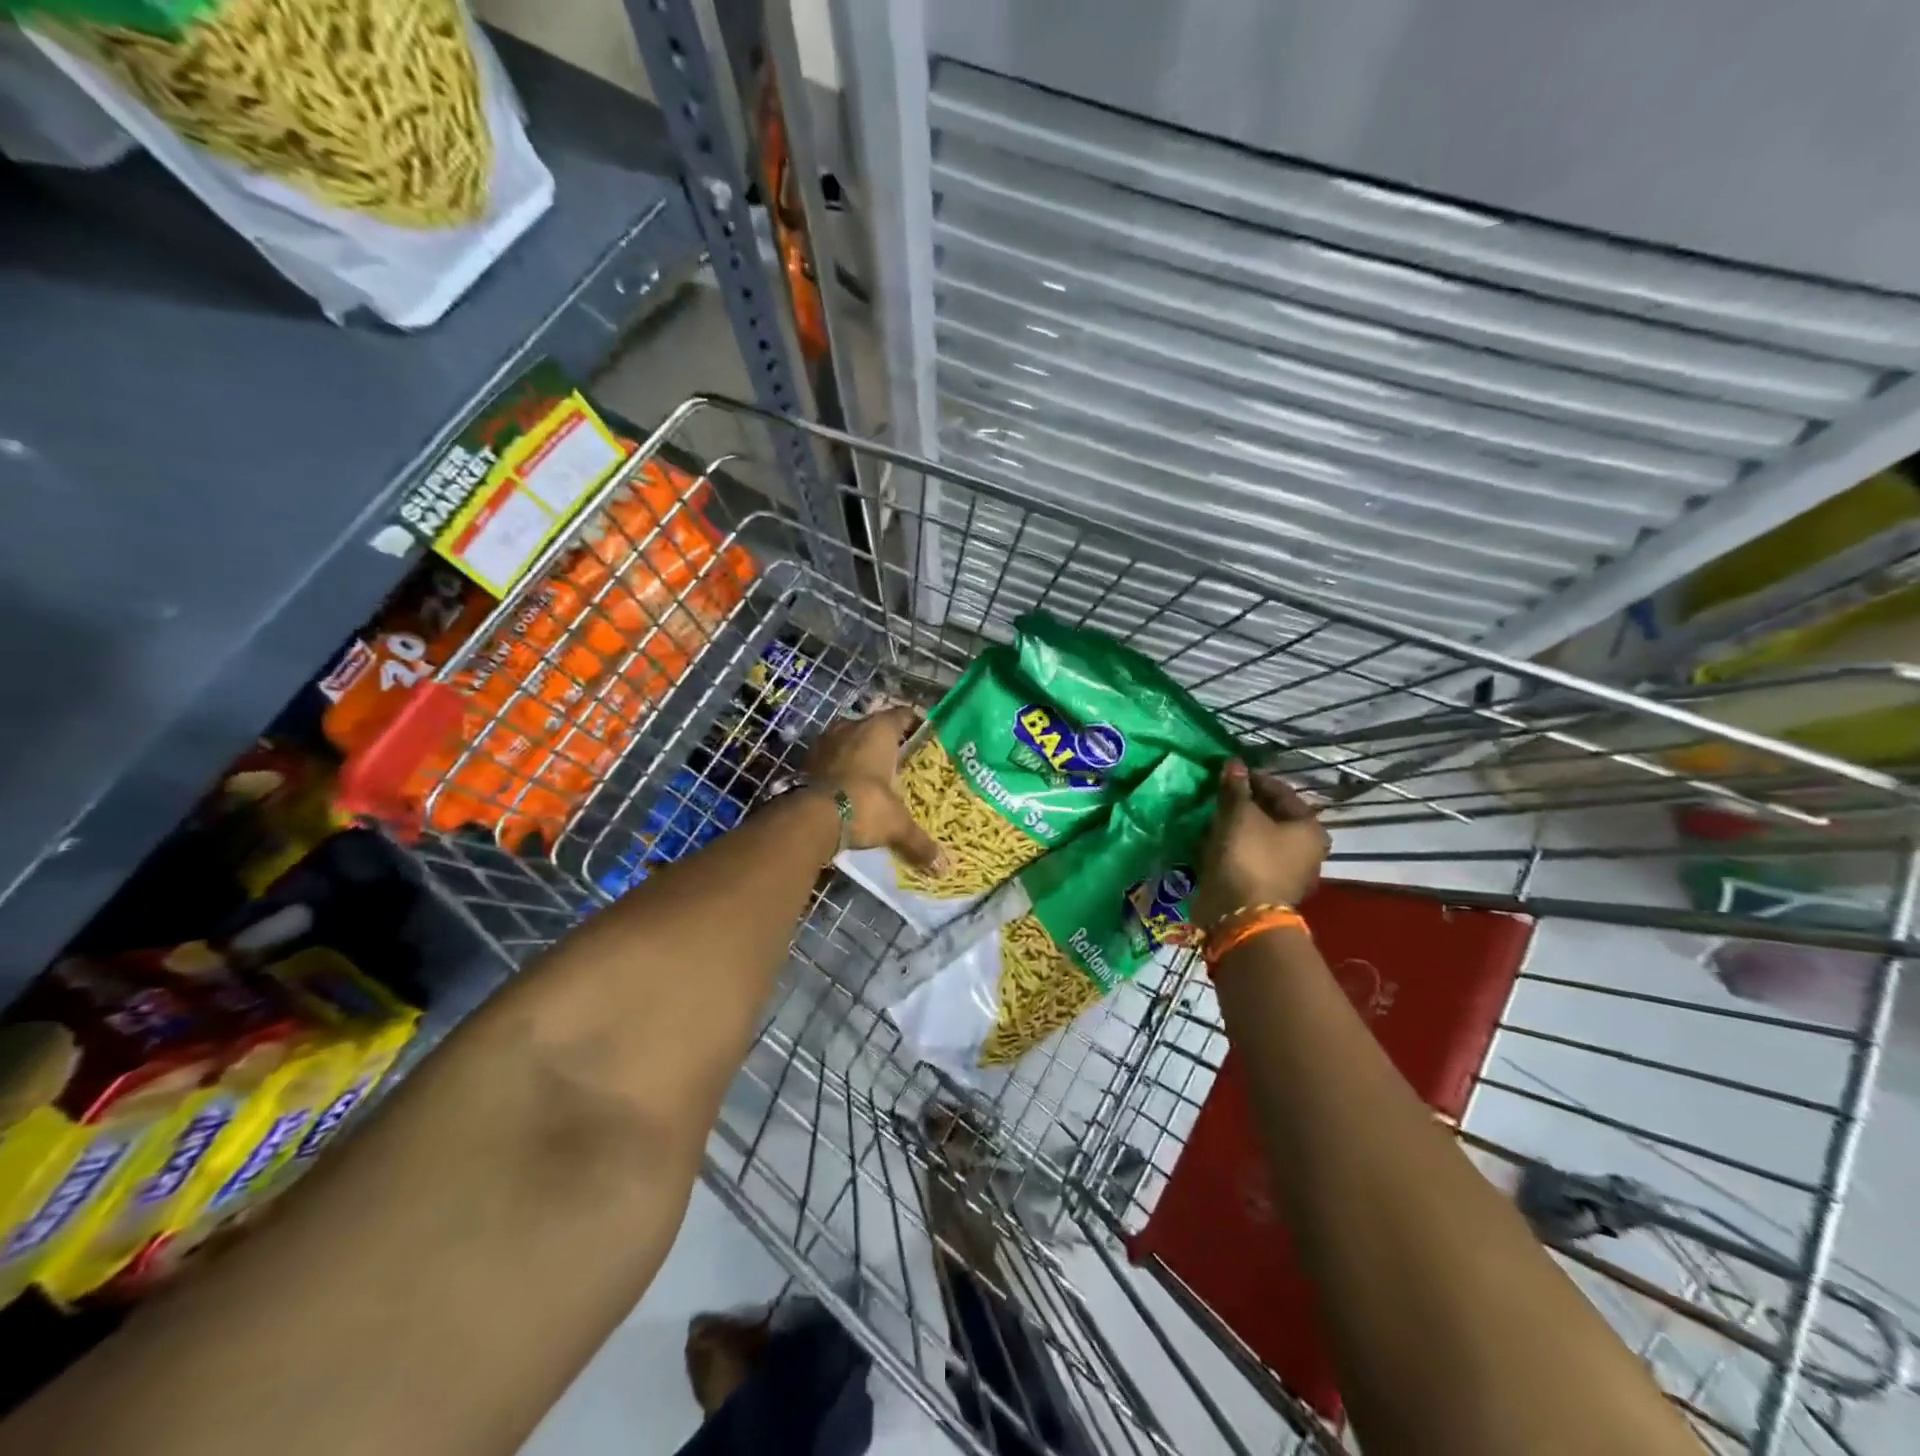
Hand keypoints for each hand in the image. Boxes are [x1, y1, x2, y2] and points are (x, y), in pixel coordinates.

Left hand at [805, 706, 945, 871]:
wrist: (809, 818)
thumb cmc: (864, 805)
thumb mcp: (897, 825)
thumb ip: (919, 841)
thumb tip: (942, 867)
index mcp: (879, 729)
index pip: (904, 715)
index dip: (917, 726)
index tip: (926, 741)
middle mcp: (851, 726)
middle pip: (875, 727)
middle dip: (887, 744)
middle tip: (902, 764)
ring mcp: (825, 741)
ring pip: (850, 741)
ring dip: (860, 756)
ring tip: (874, 778)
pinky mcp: (805, 760)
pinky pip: (830, 759)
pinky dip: (839, 770)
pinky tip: (848, 790)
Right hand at [1191, 760, 1329, 928]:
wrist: (1239, 913)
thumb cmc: (1247, 855)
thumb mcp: (1238, 814)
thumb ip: (1236, 788)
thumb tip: (1234, 763)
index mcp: (1310, 828)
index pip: (1281, 792)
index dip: (1253, 779)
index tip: (1228, 774)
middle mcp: (1307, 851)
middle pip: (1272, 817)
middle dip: (1245, 805)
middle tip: (1219, 796)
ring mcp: (1288, 874)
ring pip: (1259, 839)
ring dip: (1237, 828)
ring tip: (1212, 818)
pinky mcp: (1267, 890)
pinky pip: (1249, 859)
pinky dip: (1234, 849)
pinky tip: (1213, 842)